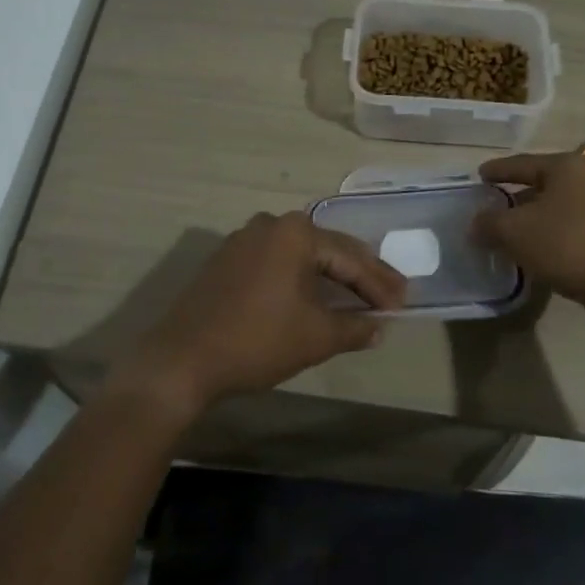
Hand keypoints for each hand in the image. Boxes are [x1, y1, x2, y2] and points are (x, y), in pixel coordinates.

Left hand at [108, 212, 406, 418]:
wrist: (182, 360)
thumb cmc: (257, 341)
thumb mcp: (316, 336)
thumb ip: (354, 327)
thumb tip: (379, 327)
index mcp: (296, 233)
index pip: (351, 258)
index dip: (379, 284)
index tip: (403, 303)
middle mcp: (271, 224)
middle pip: (328, 249)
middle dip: (360, 274)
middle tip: (390, 294)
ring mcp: (244, 239)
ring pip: (302, 255)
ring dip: (330, 276)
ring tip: (359, 293)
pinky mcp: (227, 260)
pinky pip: (277, 263)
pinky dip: (301, 278)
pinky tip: (315, 294)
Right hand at [472, 152, 584, 304]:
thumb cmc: (566, 244)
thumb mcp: (515, 232)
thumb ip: (489, 223)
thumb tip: (475, 224)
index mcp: (567, 166)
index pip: (522, 163)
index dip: (497, 170)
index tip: (479, 175)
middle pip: (542, 183)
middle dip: (516, 197)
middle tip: (492, 206)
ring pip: (558, 207)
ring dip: (534, 218)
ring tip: (509, 232)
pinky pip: (572, 226)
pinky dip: (551, 234)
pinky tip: (535, 249)